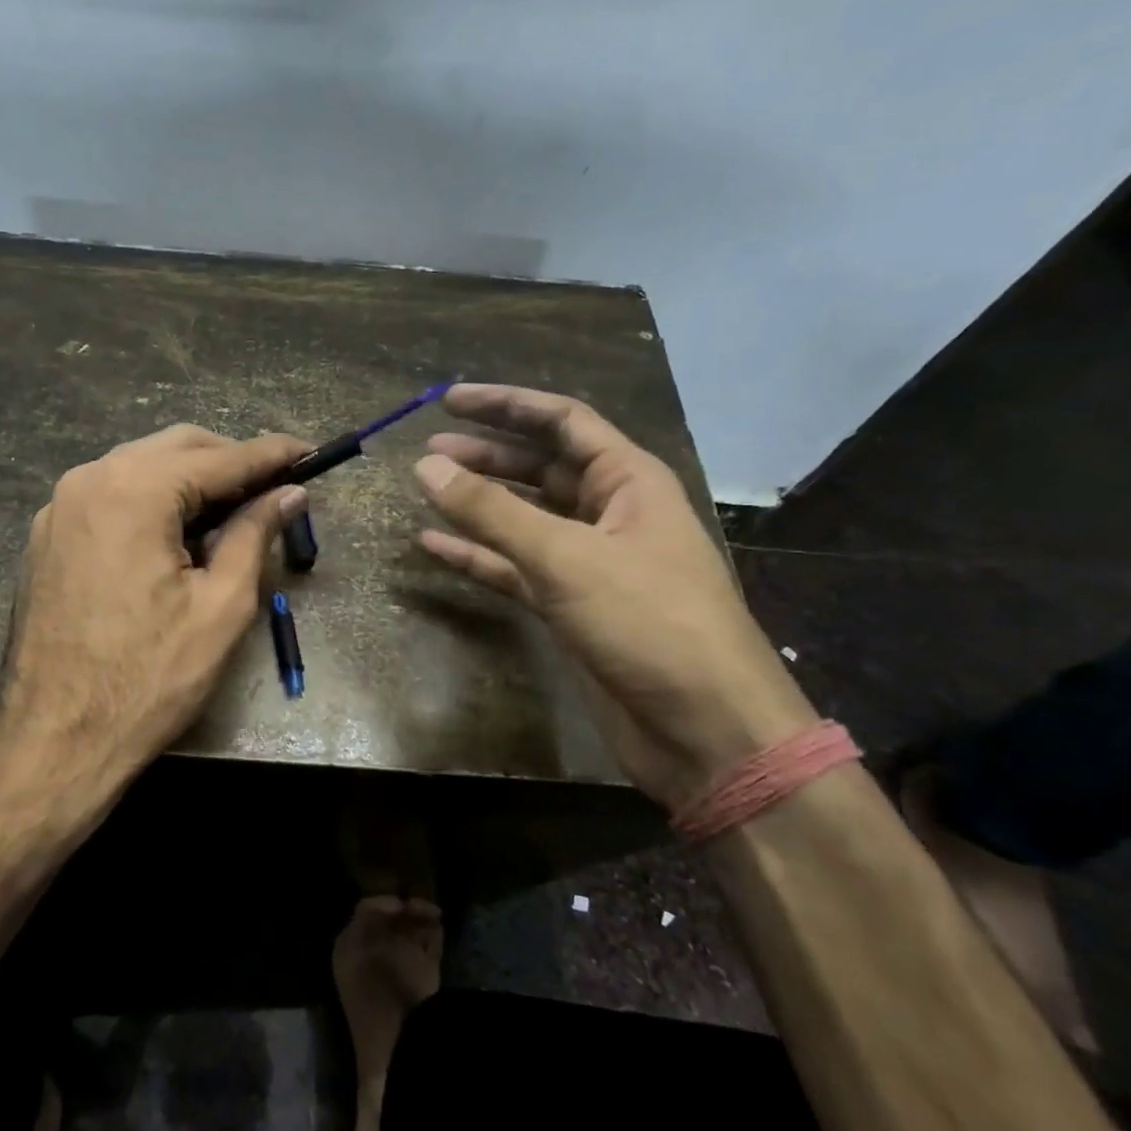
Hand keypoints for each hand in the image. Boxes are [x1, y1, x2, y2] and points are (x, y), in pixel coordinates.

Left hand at [0, 424, 310, 807]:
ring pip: (141, 468)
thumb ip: (255, 534)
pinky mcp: (47, 536)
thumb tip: (290, 493)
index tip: (310, 453)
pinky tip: (177, 535)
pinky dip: (153, 500)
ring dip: (191, 480)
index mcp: (134, 490)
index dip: (271, 454)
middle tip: (275, 488)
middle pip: (176, 448)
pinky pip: (111, 495)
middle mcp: (89, 480)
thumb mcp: (221, 607)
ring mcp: (59, 507)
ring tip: (233, 513)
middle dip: (230, 462)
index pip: (220, 457)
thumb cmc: (149, 679)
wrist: (53, 742)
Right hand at [412, 384, 815, 809]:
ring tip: (426, 488)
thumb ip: (492, 511)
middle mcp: (609, 513)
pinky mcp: (570, 606)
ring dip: (478, 504)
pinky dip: (477, 556)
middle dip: (486, 454)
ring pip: (524, 518)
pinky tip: (434, 546)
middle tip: (429, 451)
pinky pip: (514, 567)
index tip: (450, 400)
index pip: (563, 422)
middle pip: (540, 467)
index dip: (506, 405)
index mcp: (628, 482)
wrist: (703, 729)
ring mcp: (589, 562)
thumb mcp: (566, 557)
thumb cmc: (648, 622)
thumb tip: (427, 466)